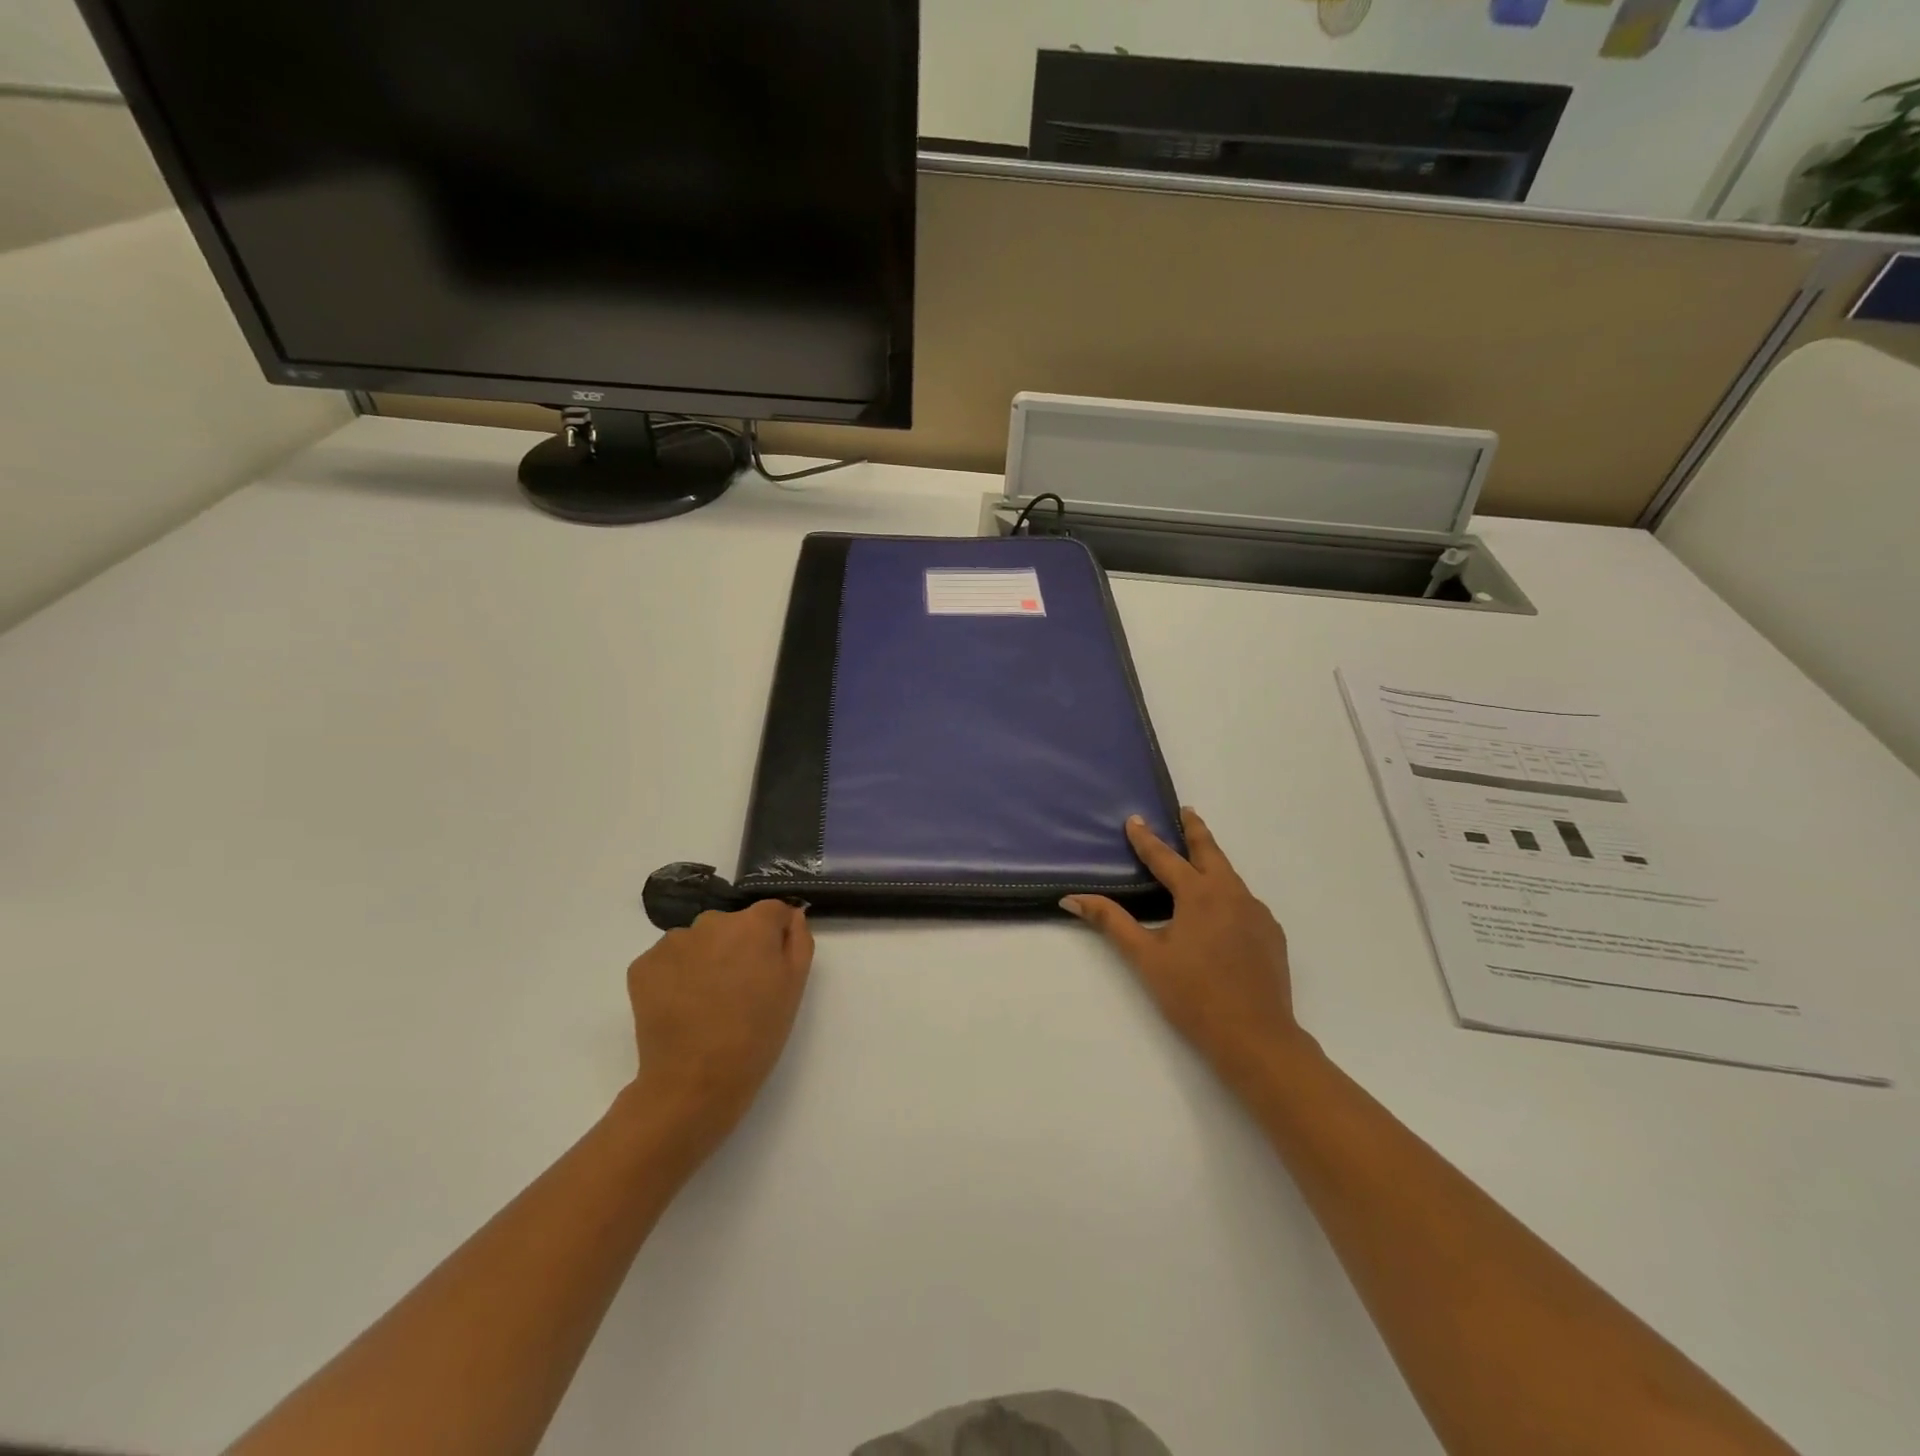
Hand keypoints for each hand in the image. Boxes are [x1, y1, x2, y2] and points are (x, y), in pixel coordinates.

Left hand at [624, 900, 814, 1165]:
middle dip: (737, 947)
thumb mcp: (794, 986)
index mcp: (753, 924)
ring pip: (698, 941)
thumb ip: (798, 940)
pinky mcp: (642, 966)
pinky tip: (681, 1007)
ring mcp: (672, 942)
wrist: (694, 1081)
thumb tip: (791, 915)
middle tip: (740, 989)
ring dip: (705, 959)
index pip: (772, 911)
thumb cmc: (756, 1034)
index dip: (775, 935)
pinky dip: (675, 976)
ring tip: (707, 1002)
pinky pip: (668, 960)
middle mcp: (711, 921)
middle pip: (732, 924)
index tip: (771, 966)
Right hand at [1064, 810, 1312, 1097]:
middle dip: (1195, 830)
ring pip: (1230, 877)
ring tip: (1199, 860)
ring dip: (1213, 862)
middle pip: (1210, 852)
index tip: (1134, 819)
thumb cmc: (1193, 995)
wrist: (1256, 1037)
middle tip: (1186, 812)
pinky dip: (1228, 894)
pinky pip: (1245, 903)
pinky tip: (1221, 913)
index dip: (1146, 839)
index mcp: (1199, 895)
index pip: (1166, 858)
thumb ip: (1111, 922)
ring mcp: (1257, 913)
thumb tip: (1072, 899)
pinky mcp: (1271, 934)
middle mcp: (1231, 894)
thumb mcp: (1145, 958)